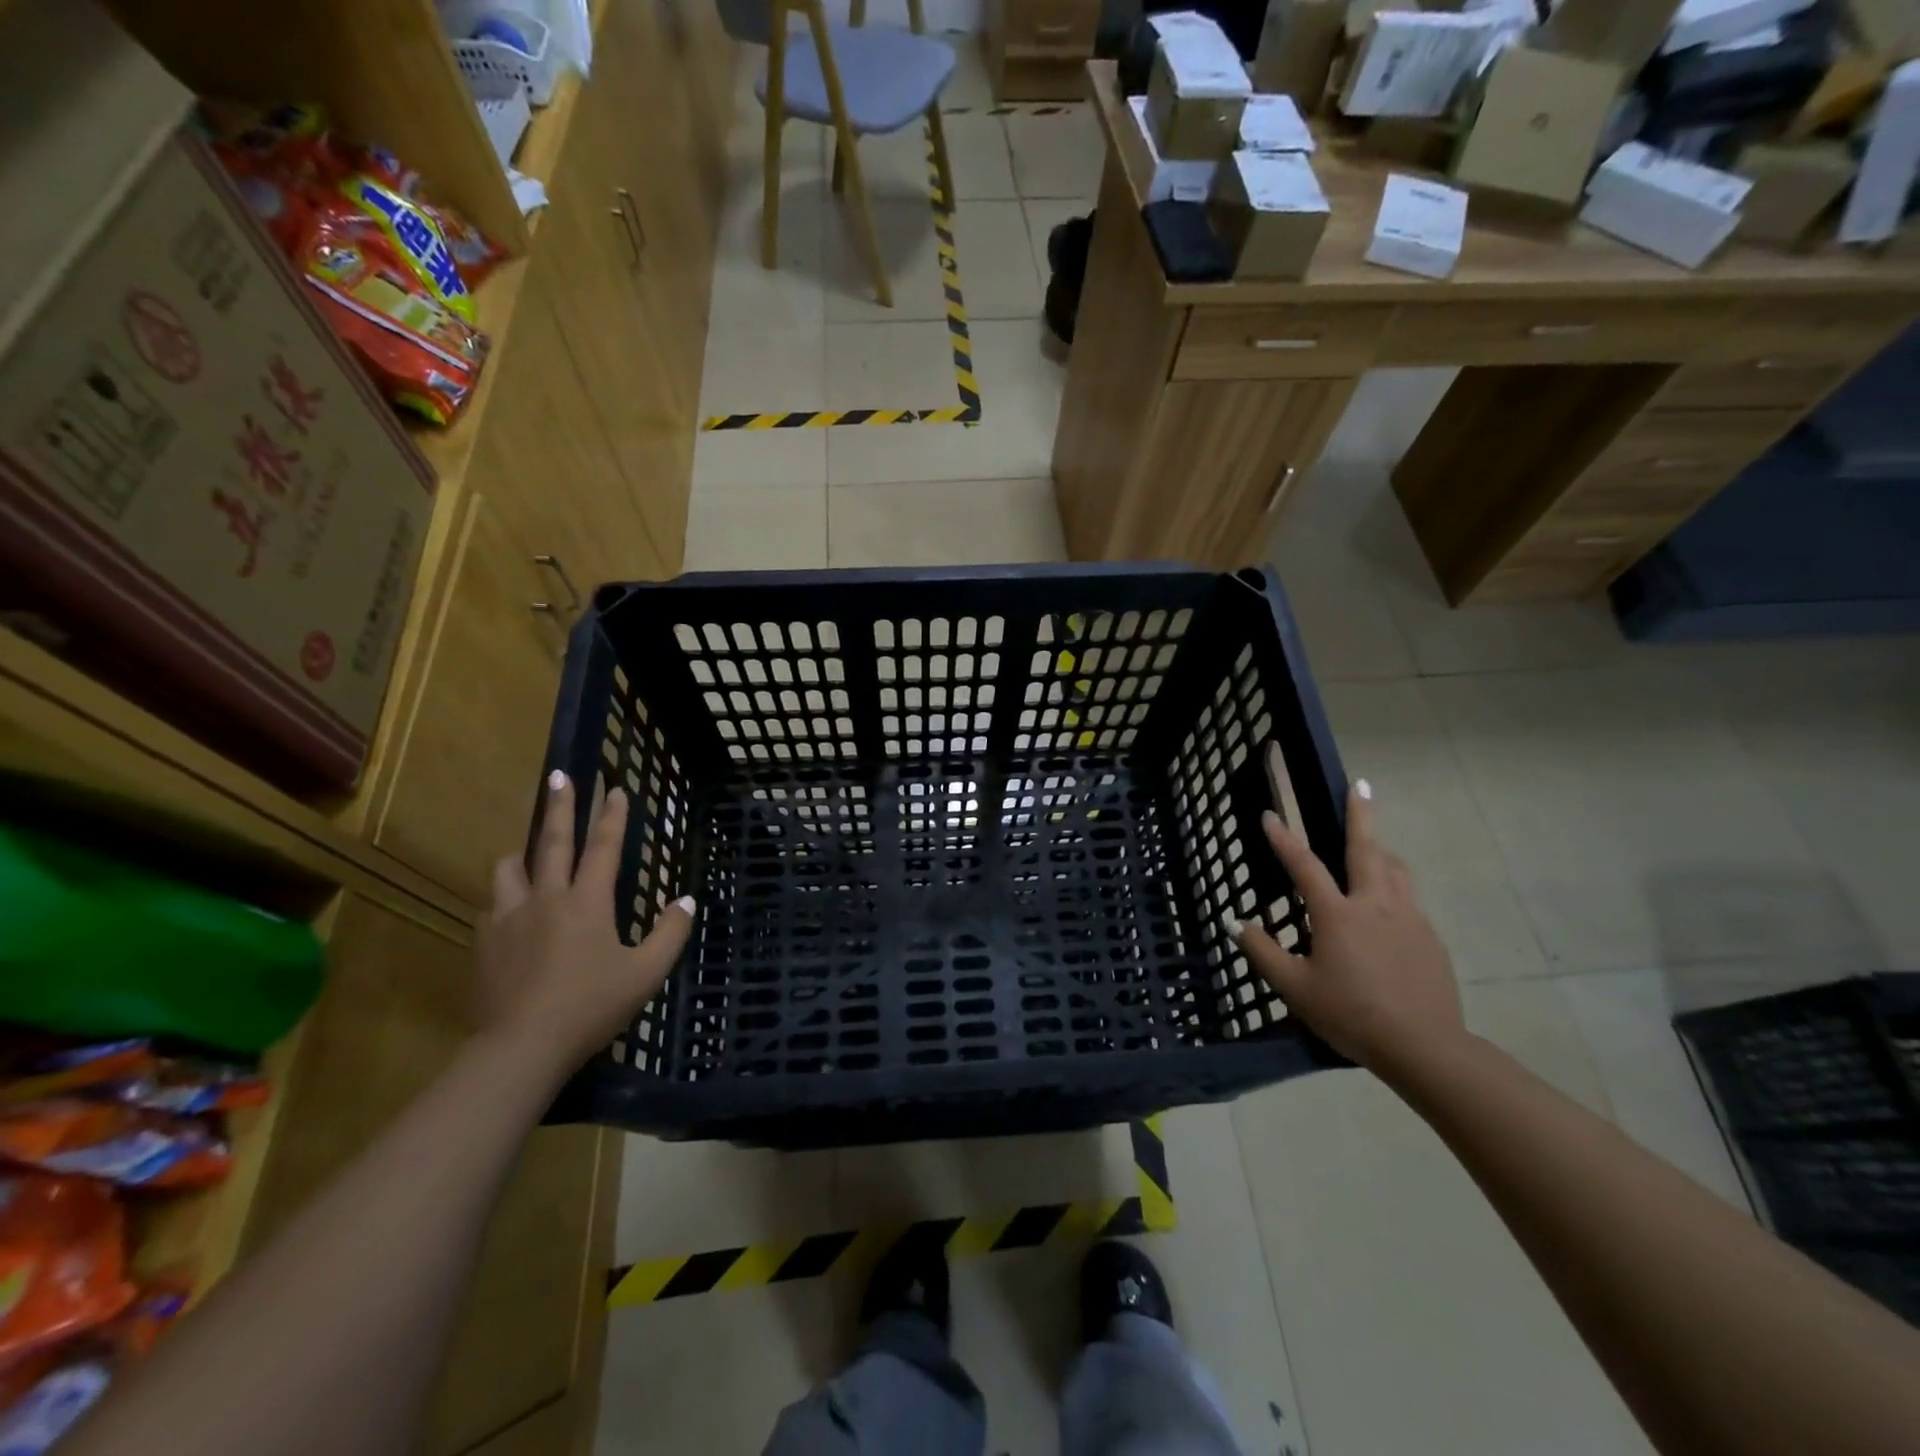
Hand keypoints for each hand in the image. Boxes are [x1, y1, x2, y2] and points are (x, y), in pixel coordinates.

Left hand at [475, 771, 693, 1076]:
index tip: (616, 788)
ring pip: (510, 868)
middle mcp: (546, 898)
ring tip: (528, 853)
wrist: (520, 1047)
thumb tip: (685, 900)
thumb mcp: (645, 973)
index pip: (604, 847)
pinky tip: (510, 908)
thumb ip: (670, 933)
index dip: (613, 816)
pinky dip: (505, 895)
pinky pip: (492, 903)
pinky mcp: (484, 941)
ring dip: (523, 853)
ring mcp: (509, 917)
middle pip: (552, 841)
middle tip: (558, 777)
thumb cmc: (591, 1006)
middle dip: (559, 806)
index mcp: (588, 902)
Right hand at [1229, 782, 1466, 1080]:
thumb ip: (1263, 952)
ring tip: (1376, 841)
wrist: (1423, 1047)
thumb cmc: (1351, 1014)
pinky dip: (1396, 885)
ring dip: (1382, 849)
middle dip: (1361, 814)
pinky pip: (1410, 899)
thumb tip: (1236, 923)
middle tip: (1362, 785)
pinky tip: (1389, 905)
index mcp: (1338, 914)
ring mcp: (1409, 919)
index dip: (1284, 839)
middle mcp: (1375, 905)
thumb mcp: (1295, 988)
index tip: (1270, 815)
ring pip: (1396, 870)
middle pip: (1367, 849)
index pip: (1305, 866)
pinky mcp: (1430, 939)